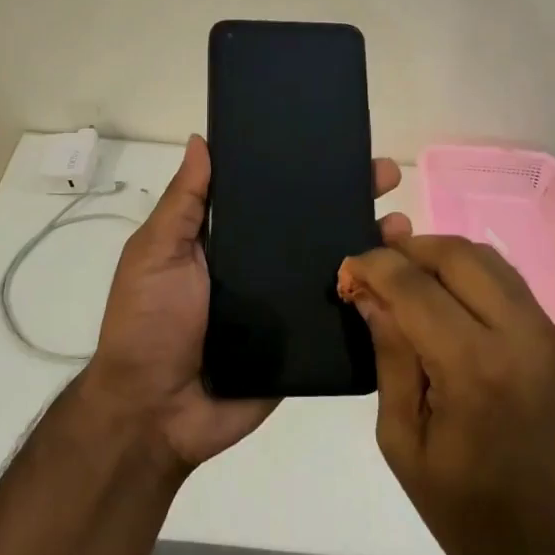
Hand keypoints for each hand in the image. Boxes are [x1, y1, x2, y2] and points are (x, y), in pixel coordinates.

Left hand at [83, 135, 410, 473]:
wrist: (156, 414)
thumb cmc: (149, 322)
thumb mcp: (156, 252)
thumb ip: (184, 202)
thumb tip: (202, 140)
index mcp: (229, 238)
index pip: (272, 193)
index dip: (304, 168)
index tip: (340, 143)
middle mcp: (262, 264)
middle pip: (313, 222)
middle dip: (351, 196)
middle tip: (388, 175)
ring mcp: (286, 304)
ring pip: (335, 264)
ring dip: (370, 242)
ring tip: (403, 225)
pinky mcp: (303, 344)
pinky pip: (341, 317)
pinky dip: (372, 298)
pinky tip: (405, 280)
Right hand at [340, 236, 554, 554]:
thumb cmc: (469, 514)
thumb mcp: (404, 442)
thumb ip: (390, 356)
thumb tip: (370, 294)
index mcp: (473, 368)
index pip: (414, 285)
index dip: (373, 265)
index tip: (347, 269)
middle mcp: (517, 334)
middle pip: (454, 254)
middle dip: (407, 249)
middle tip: (375, 268)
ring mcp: (545, 332)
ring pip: (485, 257)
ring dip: (439, 255)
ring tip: (405, 277)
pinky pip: (507, 280)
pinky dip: (469, 272)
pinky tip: (445, 295)